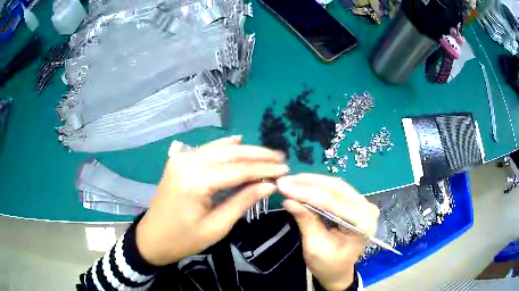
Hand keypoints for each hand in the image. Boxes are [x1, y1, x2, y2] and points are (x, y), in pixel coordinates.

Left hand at [136, 136, 288, 265]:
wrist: (152, 238)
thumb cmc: (184, 239)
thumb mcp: (217, 227)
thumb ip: (243, 201)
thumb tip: (269, 185)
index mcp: (195, 182)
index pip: (237, 170)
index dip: (264, 170)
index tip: (285, 169)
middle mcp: (187, 163)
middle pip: (230, 154)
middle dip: (258, 155)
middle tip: (281, 157)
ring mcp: (181, 159)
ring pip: (220, 149)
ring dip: (245, 150)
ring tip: (268, 154)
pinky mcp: (180, 162)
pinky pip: (207, 150)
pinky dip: (225, 146)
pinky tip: (239, 140)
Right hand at [277, 174, 378, 290]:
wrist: (338, 272)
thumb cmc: (328, 265)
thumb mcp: (315, 247)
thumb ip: (306, 221)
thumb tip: (289, 200)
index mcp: (363, 224)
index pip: (334, 203)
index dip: (307, 193)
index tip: (284, 186)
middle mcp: (367, 210)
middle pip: (337, 190)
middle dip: (309, 184)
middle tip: (285, 181)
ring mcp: (364, 204)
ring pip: (336, 186)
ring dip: (312, 182)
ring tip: (291, 181)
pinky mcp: (356, 203)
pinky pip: (336, 190)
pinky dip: (318, 187)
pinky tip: (303, 184)